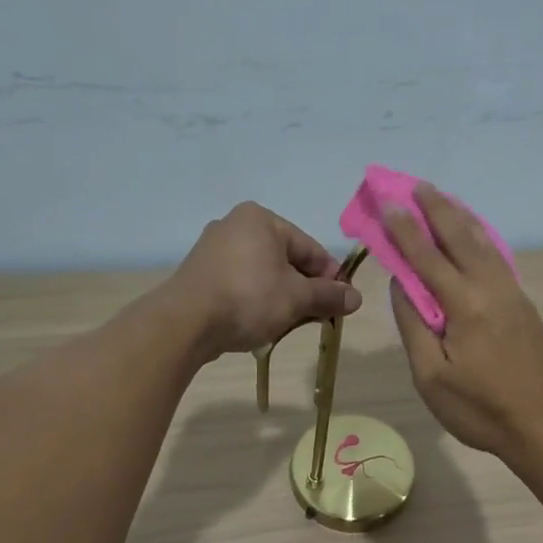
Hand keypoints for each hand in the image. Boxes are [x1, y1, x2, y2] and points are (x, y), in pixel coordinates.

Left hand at [169, 202, 360, 358]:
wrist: (185, 323)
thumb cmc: (249, 299)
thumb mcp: (297, 298)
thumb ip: (328, 296)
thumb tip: (357, 298)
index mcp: (261, 219)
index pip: (310, 247)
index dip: (330, 276)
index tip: (342, 302)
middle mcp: (235, 225)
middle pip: (286, 259)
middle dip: (304, 288)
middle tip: (318, 316)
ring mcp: (213, 249)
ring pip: (263, 273)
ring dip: (282, 297)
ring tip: (291, 323)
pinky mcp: (200, 274)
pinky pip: (240, 283)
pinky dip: (256, 299)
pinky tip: (262, 322)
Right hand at [384, 185, 542, 459]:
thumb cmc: (481, 410)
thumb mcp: (431, 378)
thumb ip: (414, 326)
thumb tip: (402, 285)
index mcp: (465, 306)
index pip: (427, 257)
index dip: (404, 228)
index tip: (387, 201)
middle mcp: (492, 289)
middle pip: (461, 238)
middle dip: (436, 209)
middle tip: (415, 185)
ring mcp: (514, 296)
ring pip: (485, 245)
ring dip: (461, 219)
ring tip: (443, 199)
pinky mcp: (526, 307)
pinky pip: (498, 260)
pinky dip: (481, 239)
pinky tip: (476, 236)